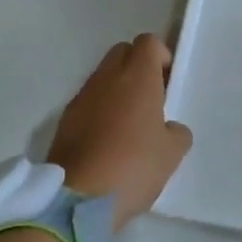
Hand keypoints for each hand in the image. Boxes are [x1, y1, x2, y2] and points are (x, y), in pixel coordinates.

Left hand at [46, 34, 192, 228]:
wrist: (78, 199)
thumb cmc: (133, 167)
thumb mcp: (172, 153)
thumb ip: (177, 131)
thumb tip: (169, 128)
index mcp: (138, 77)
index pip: (148, 42)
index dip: (161, 56)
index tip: (167, 83)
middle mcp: (107, 78)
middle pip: (122, 52)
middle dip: (137, 67)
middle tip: (150, 99)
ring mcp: (82, 97)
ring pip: (103, 76)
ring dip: (117, 89)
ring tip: (128, 124)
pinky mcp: (65, 120)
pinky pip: (87, 101)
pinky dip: (99, 110)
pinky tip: (107, 141)